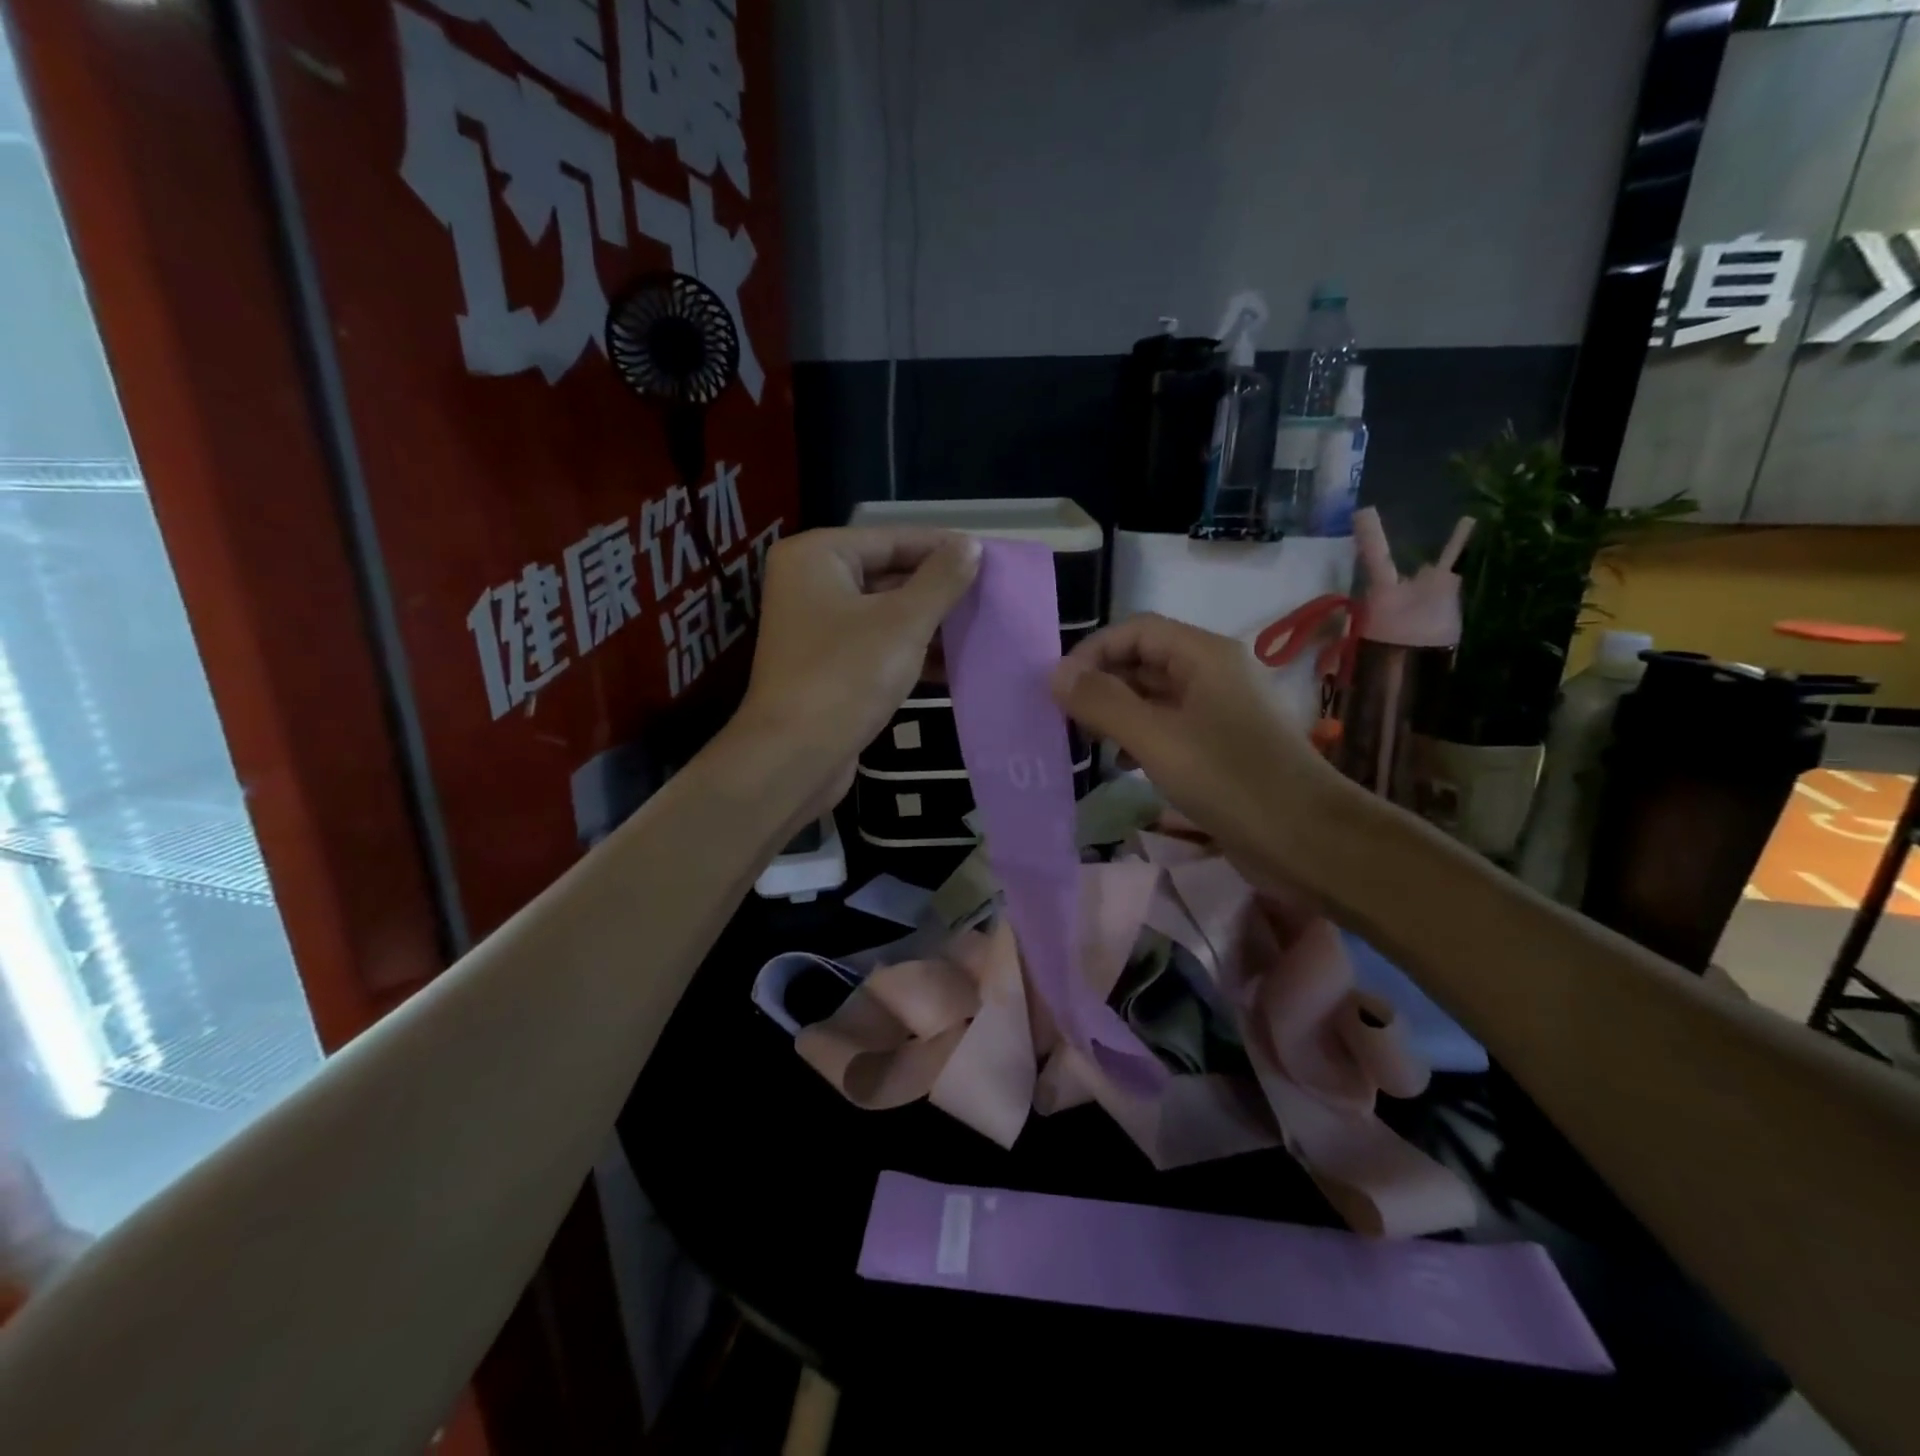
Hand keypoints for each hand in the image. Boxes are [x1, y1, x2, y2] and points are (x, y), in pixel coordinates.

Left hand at [734, 527, 981, 796]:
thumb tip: (971, 546)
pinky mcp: (828, 668)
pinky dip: (911, 653)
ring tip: (982, 628)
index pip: (892, 539)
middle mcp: (810, 585)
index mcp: (817, 556)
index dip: (942, 548)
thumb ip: (941, 580)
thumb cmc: (847, 676)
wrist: (795, 757)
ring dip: (930, 625)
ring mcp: (817, 629)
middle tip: (990, 595)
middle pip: (887, 575)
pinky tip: (955, 665)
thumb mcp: (903, 622)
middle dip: (938, 590)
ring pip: (885, 615)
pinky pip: (877, 647)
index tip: (988, 557)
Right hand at [1052, 614, 1342, 856]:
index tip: (1058, 689)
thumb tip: (1055, 674)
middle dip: (1101, 683)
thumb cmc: (1230, 780)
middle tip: (1065, 720)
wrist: (1308, 842)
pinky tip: (1122, 764)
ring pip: (1153, 696)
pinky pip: (1168, 727)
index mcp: (1204, 655)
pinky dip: (1138, 737)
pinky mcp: (1219, 746)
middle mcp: (1212, 673)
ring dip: (1116, 712)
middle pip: (1143, 660)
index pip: (1135, 630)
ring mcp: (1217, 711)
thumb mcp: (1156, 739)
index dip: (1092, 651)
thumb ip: (1103, 702)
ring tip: (1088, 743)